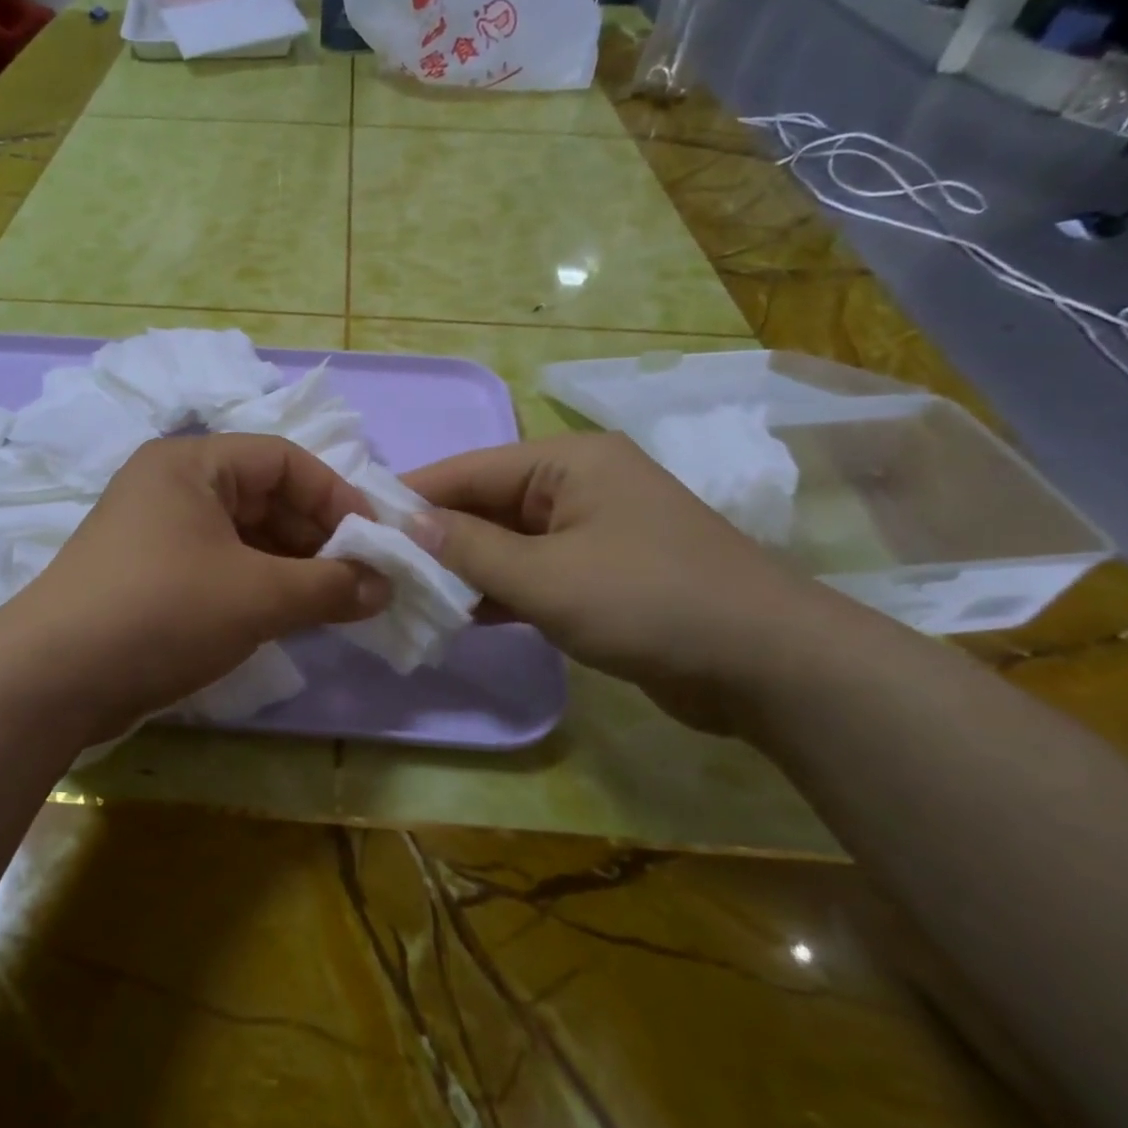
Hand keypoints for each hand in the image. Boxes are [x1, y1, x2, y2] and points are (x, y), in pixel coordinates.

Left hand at [12, 435, 388, 723]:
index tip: (375, 542)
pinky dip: (259, 587)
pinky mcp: (149, 577)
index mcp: (192, 463)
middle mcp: (172, 487)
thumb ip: (330, 586)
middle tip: (360, 580)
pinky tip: (289, 616)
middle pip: (264, 497)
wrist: (51, 681)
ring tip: (334, 603)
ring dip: (292, 567)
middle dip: (317, 538)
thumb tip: (385, 587)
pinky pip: (220, 567)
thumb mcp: (258, 595)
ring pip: (244, 537)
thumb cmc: (163, 612)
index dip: (336, 496)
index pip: (283, 460)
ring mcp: (156, 533)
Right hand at [404, 432, 842, 734]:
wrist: (769, 665)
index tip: (358, 522)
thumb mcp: (546, 577)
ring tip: (405, 592)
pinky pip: (533, 572)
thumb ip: (470, 550)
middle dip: (436, 536)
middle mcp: (578, 484)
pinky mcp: (602, 574)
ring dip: (463, 568)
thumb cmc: (650, 601)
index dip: (413, 496)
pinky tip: (456, 614)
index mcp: (567, 462)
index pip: (469, 470)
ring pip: (507, 542)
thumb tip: (406, 526)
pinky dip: (498, 591)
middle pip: (486, 504)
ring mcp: (592, 531)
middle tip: (377, 567)